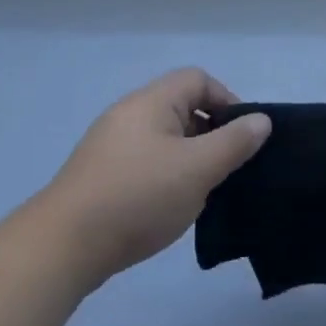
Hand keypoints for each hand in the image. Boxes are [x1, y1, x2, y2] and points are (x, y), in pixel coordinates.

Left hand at [40, 68, 271, 288]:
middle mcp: (128, 114)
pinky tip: (170, 206)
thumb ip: (234, 142)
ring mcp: (110, 145)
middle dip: (210, 133)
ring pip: (164, 139)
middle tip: (226, 168)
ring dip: (189, 158)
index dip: (227, 100)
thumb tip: (261, 120)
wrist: (64, 245)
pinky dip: (165, 176)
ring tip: (202, 191)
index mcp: (150, 102)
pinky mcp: (100, 175)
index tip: (241, 138)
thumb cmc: (139, 196)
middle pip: (181, 107)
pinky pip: (145, 161)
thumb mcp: (198, 168)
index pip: (198, 79)